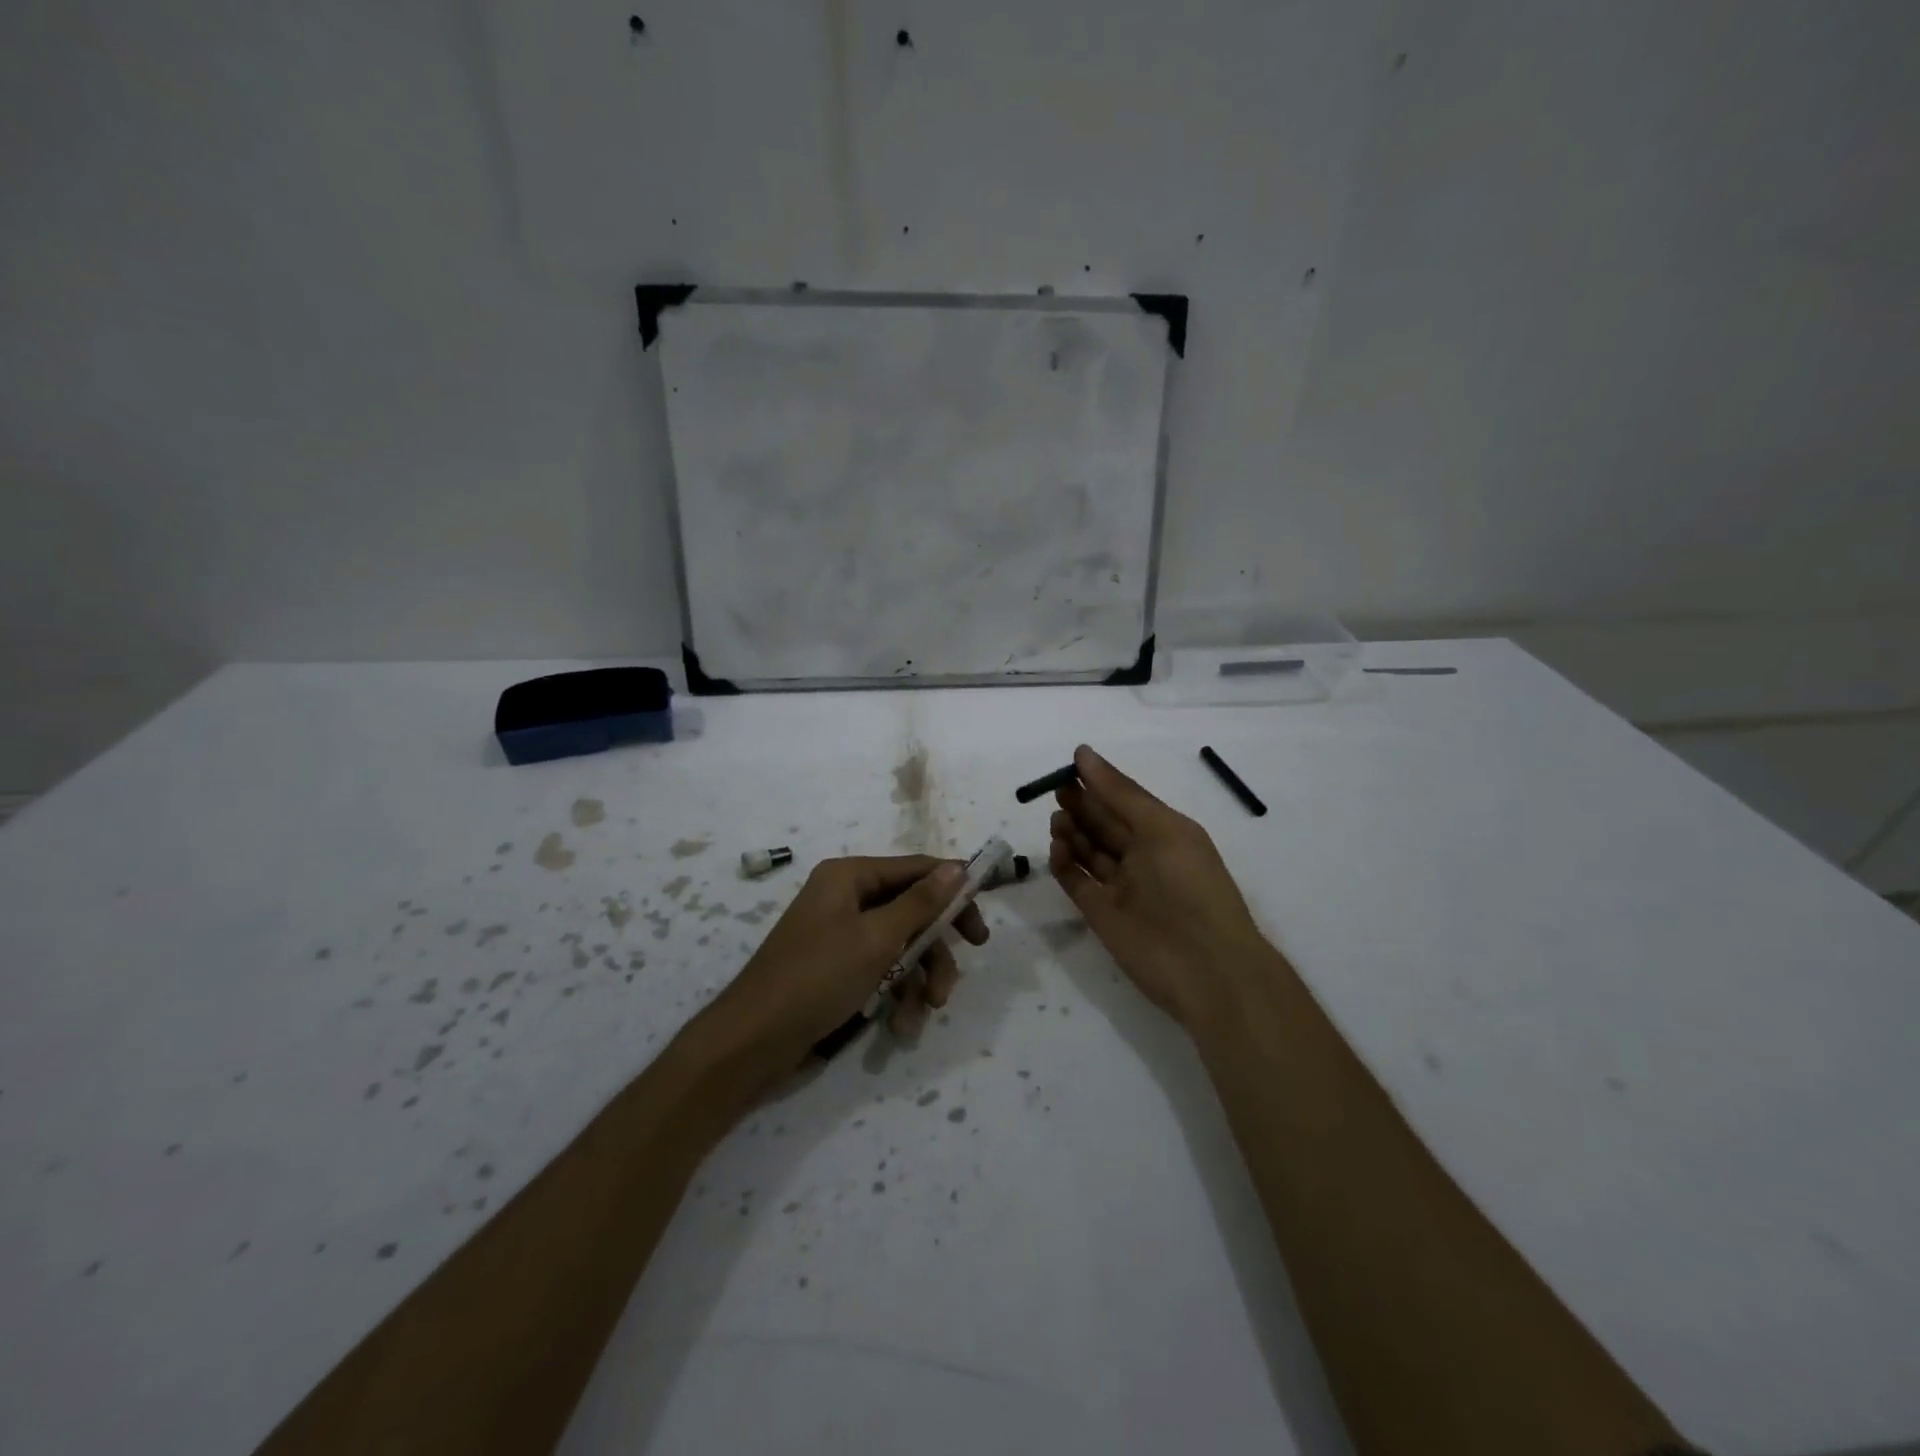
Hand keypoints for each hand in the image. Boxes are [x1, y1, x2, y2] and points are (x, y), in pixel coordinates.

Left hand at [694, 855, 989, 1083]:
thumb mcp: (876, 938)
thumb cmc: (817, 977)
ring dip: (919, 977)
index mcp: (850, 876)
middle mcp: (846, 897)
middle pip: (912, 910)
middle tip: (956, 977)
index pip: (917, 869)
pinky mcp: (838, 967)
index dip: (954, 891)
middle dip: (935, 948)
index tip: (981, 924)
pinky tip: (902, 1024)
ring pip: (900, 944)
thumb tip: (957, 866)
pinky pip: (881, 968)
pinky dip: (896, 992)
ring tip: (926, 1011)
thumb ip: (921, 902)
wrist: (753, 1042)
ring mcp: (841, 933)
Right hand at [1050, 744, 1279, 1027]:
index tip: (1070, 765)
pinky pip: (1076, 881)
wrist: (1204, 967)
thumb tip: (1083, 754)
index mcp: (1164, 834)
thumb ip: (1120, 792)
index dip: (1099, 783)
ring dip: (1071, 831)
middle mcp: (1142, 857)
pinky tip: (1057, 847)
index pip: (1125, 801)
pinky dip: (1064, 863)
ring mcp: (1120, 886)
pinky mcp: (1100, 912)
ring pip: (1088, 851)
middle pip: (1103, 824)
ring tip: (1058, 820)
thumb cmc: (1189, 886)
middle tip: (1056, 791)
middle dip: (1081, 805)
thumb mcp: (1160, 828)